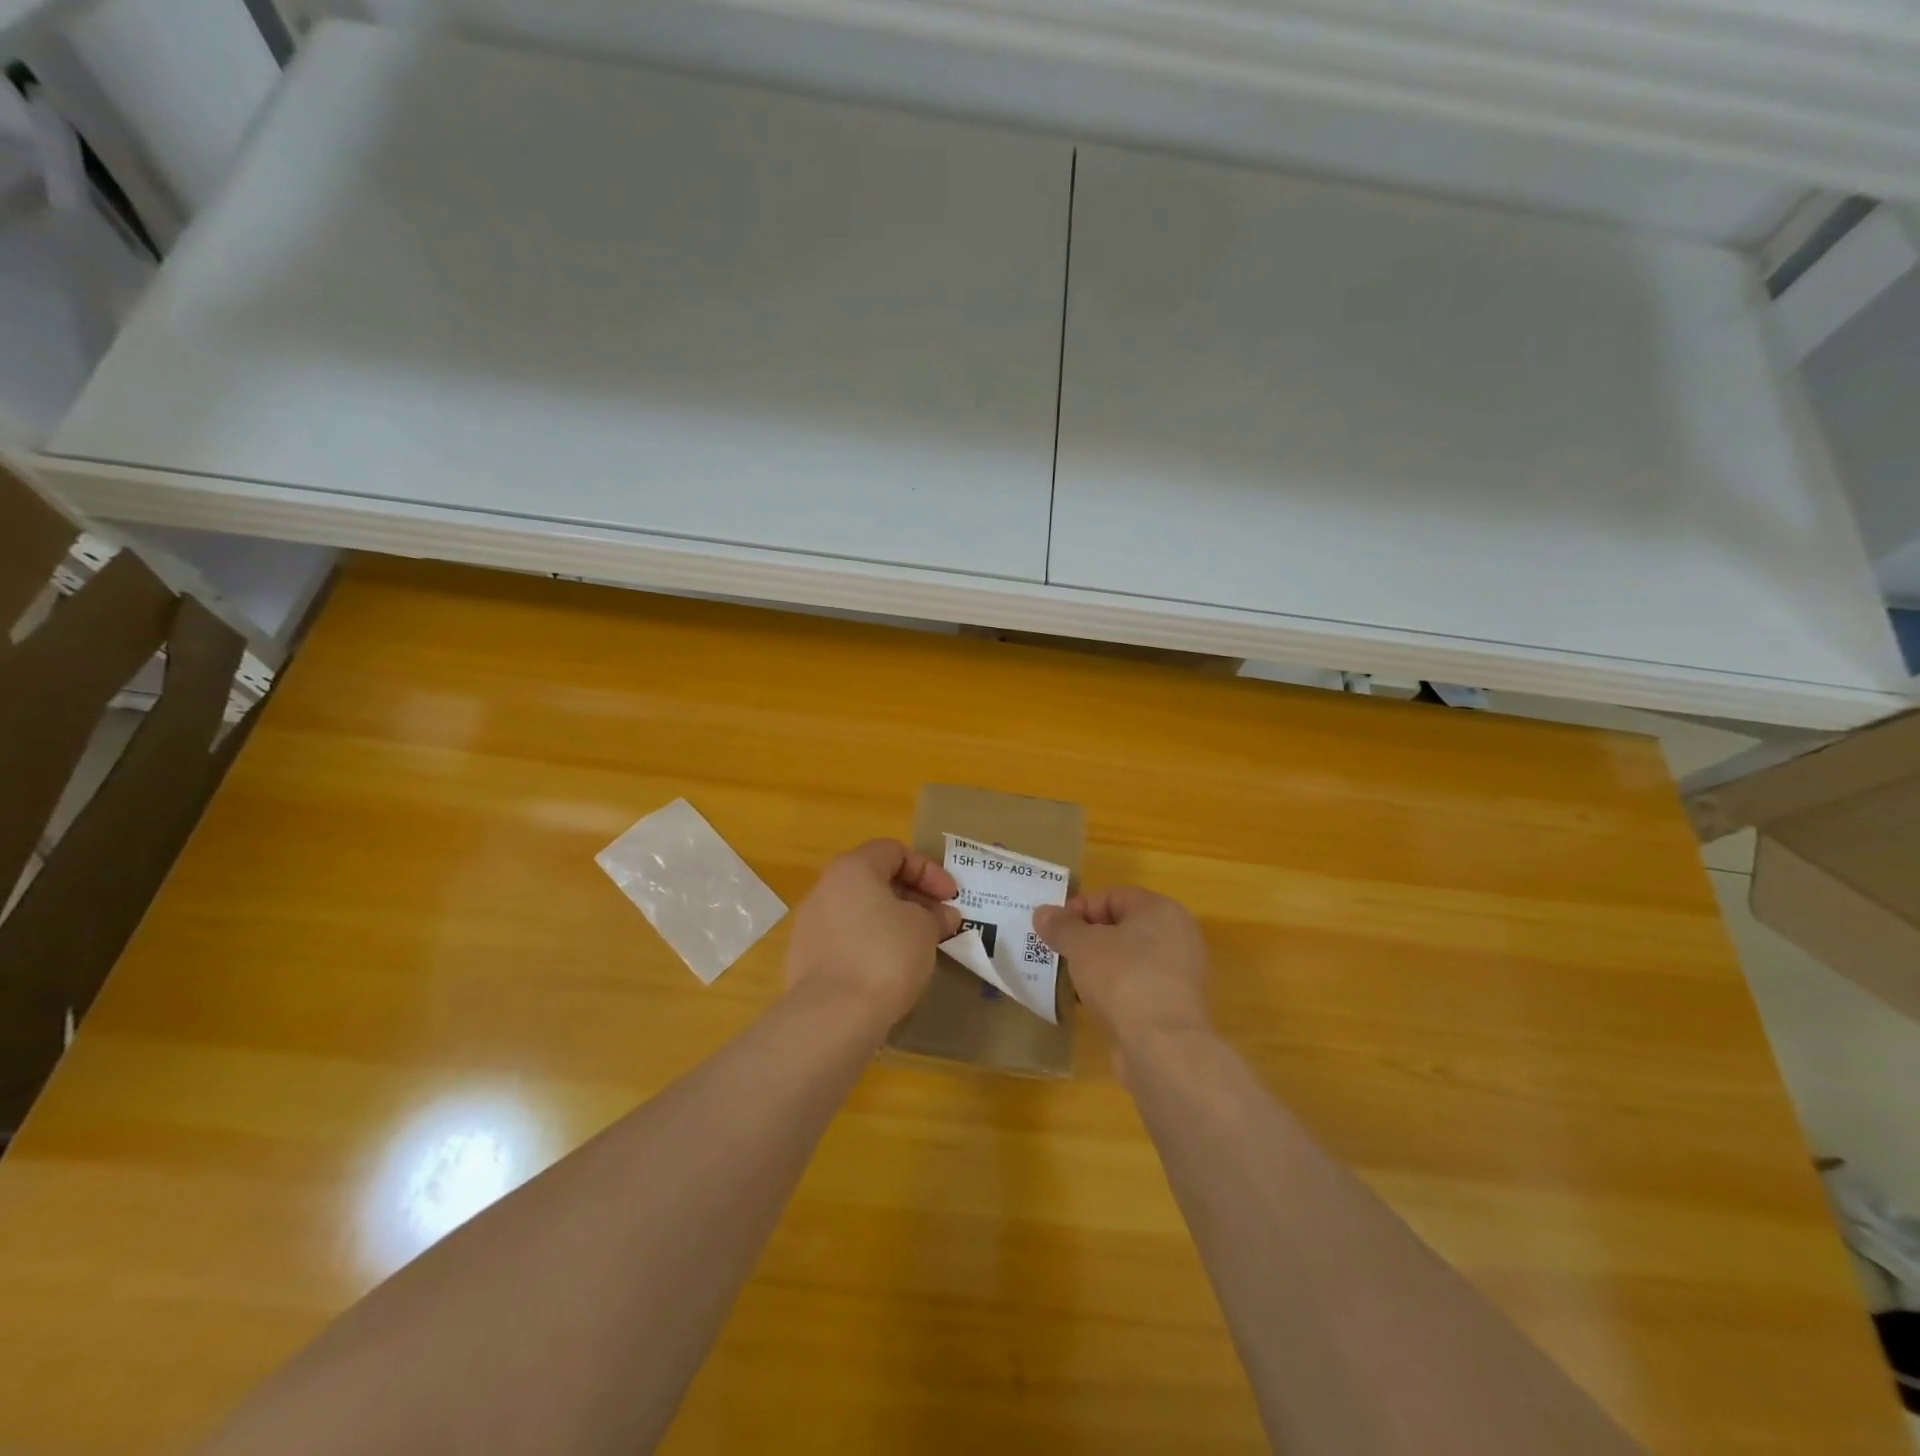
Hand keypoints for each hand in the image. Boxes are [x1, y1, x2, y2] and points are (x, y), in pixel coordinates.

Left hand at [784, 840, 962, 1026]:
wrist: (832, 1016)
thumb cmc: (885, 955)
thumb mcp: (924, 929)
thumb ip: (936, 916)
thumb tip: (943, 916)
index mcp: (852, 869)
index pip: (893, 851)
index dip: (928, 870)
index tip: (951, 897)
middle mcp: (825, 889)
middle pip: (874, 881)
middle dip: (912, 898)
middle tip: (939, 922)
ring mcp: (810, 926)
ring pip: (860, 913)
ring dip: (892, 923)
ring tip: (919, 948)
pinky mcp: (805, 960)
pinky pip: (846, 942)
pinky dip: (871, 947)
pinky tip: (890, 972)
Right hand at [1034, 888, 1210, 1061]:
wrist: (1162, 1046)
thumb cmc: (1122, 978)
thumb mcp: (1081, 946)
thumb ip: (1061, 926)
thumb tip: (1043, 913)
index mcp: (1160, 910)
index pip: (1113, 896)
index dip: (1079, 908)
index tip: (1053, 929)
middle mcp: (1177, 935)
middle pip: (1122, 927)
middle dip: (1087, 939)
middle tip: (1058, 952)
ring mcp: (1179, 973)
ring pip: (1129, 959)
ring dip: (1098, 966)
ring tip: (1069, 980)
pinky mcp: (1174, 1006)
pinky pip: (1137, 987)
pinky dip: (1114, 991)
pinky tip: (1090, 1004)